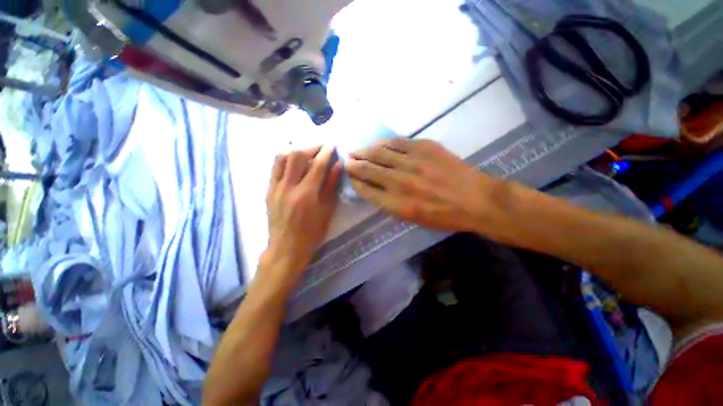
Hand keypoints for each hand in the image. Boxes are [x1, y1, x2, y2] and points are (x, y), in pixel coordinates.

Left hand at [265, 145, 341, 275]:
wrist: (286, 248)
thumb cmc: (311, 233)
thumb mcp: (327, 211)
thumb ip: (331, 186)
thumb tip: (338, 165)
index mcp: (306, 194)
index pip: (317, 165)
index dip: (326, 152)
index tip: (332, 144)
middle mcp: (288, 187)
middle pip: (297, 155)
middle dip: (311, 146)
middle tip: (321, 145)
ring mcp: (275, 188)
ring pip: (282, 157)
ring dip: (296, 149)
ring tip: (307, 149)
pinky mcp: (268, 190)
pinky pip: (275, 167)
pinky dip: (285, 158)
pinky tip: (293, 159)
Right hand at [346, 138, 501, 232]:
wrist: (476, 199)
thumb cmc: (444, 216)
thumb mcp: (414, 219)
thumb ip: (391, 204)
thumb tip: (376, 190)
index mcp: (397, 203)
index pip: (367, 190)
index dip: (356, 182)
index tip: (351, 177)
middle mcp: (401, 181)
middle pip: (369, 169)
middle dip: (354, 165)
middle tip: (347, 161)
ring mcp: (413, 162)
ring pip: (380, 153)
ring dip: (365, 152)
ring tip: (356, 151)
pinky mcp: (425, 147)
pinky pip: (398, 143)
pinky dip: (384, 143)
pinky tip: (377, 144)